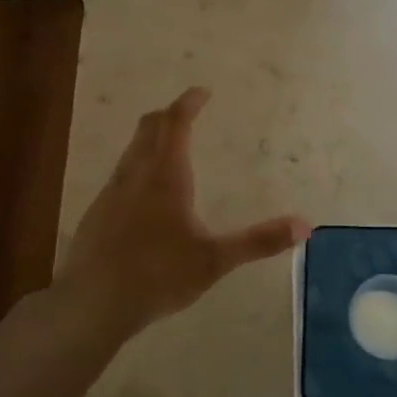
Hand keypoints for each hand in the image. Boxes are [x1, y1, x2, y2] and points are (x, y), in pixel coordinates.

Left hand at [58, 88, 309, 336]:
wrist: (91, 304)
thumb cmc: (157, 275)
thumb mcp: (214, 260)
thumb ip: (258, 241)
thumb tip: (305, 225)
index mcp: (165, 176)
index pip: (175, 123)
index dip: (188, 103)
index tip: (202, 92)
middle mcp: (135, 175)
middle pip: (149, 128)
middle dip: (168, 115)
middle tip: (186, 113)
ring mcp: (111, 193)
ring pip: (131, 151)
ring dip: (151, 140)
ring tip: (169, 150)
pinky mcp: (96, 214)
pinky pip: (120, 176)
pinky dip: (137, 168)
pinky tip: (144, 197)